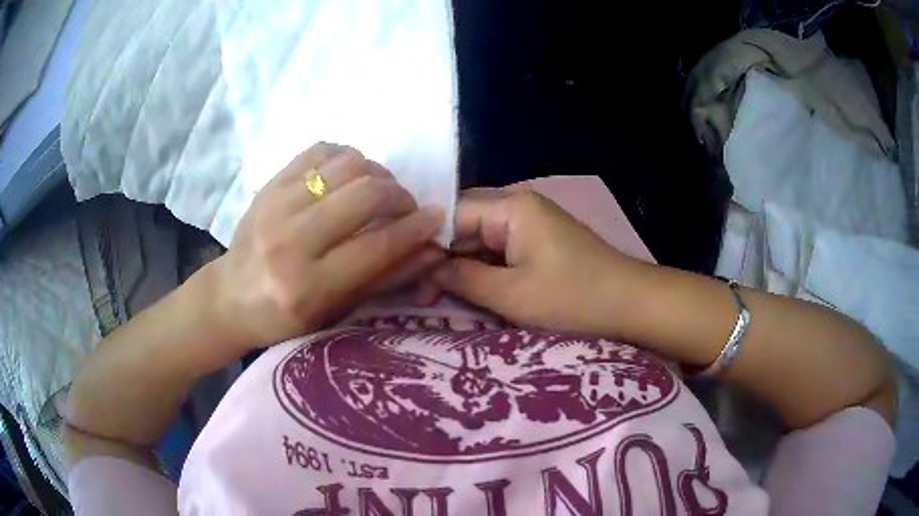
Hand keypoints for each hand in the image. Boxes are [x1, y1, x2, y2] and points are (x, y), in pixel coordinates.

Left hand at [212, 143, 444, 350]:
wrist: (230, 298)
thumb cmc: (285, 318)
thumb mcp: (336, 311)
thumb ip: (384, 279)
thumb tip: (431, 250)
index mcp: (307, 286)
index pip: (376, 245)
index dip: (415, 228)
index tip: (437, 217)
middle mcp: (290, 241)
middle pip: (365, 194)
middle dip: (399, 195)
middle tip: (406, 207)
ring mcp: (276, 205)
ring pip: (346, 164)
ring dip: (376, 173)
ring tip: (378, 191)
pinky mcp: (269, 184)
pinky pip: (320, 151)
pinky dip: (345, 157)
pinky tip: (349, 176)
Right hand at [428, 188, 637, 333]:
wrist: (632, 305)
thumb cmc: (573, 299)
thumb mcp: (511, 295)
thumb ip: (462, 278)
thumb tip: (426, 268)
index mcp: (511, 207)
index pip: (451, 215)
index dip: (427, 245)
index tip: (408, 277)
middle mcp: (519, 206)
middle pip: (465, 226)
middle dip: (443, 258)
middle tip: (420, 293)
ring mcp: (532, 225)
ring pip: (481, 241)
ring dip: (463, 268)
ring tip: (437, 296)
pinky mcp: (540, 244)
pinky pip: (501, 252)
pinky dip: (485, 271)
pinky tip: (469, 291)